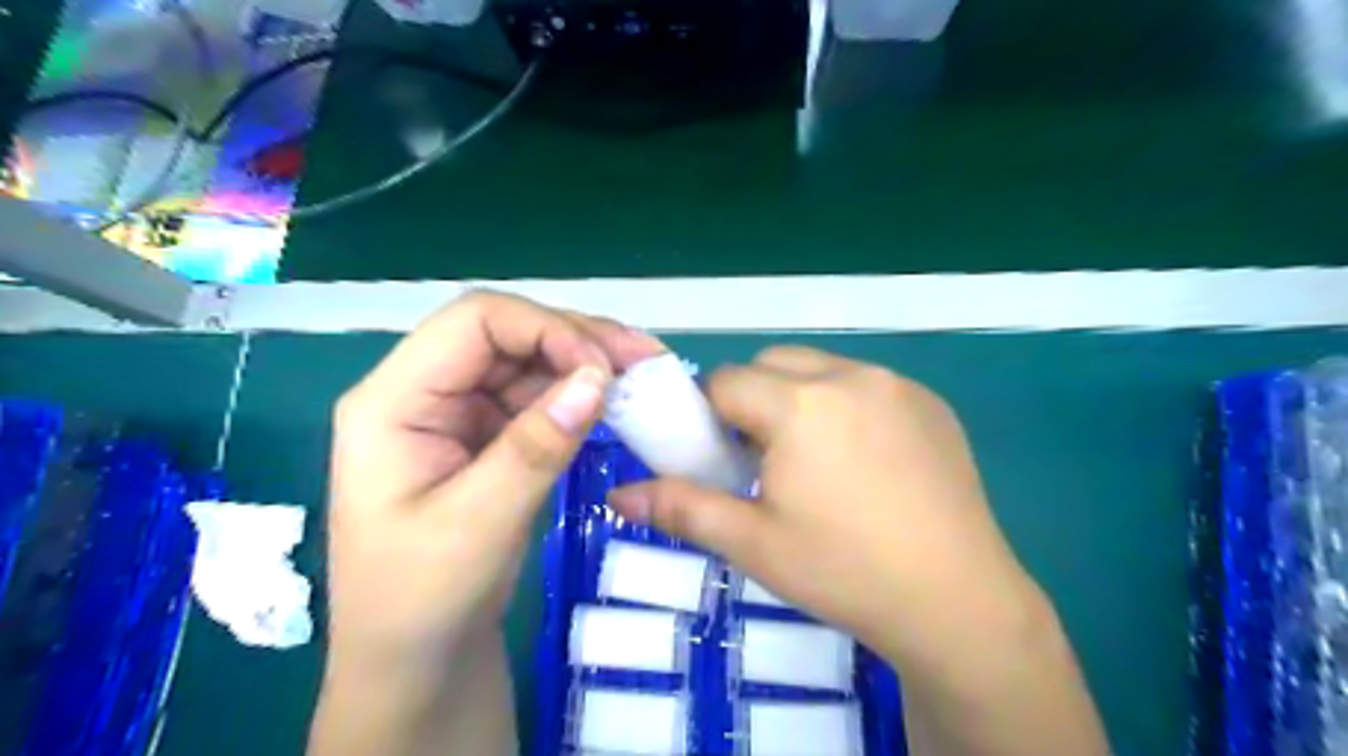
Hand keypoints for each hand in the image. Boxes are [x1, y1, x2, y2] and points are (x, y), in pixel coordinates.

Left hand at [324, 290, 661, 672]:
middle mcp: (424, 393)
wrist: (417, 662)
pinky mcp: (488, 438)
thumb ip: (535, 447)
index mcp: (393, 402)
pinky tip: (618, 405)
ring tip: (644, 377)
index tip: (603, 369)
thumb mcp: (476, 525)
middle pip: (507, 333)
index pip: (474, 322)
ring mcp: (459, 414)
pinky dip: (582, 397)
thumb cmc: (421, 602)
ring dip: (587, 365)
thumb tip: (597, 378)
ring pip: (530, 362)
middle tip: (646, 359)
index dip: (545, 329)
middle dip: (578, 340)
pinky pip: (540, 399)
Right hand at [613, 344, 1104, 754]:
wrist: (957, 601)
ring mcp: (897, 384)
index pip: (726, 382)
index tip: (721, 455)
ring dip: (799, 397)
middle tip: (763, 459)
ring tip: (814, 460)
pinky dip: (845, 404)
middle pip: (772, 363)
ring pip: (820, 368)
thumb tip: (617, 496)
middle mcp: (849, 376)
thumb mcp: (753, 543)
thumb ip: (681, 508)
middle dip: (753, 399)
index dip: (711, 415)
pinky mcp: (931, 402)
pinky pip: (866, 384)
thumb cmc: (844, 571)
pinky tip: (863, 461)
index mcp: (800, 404)